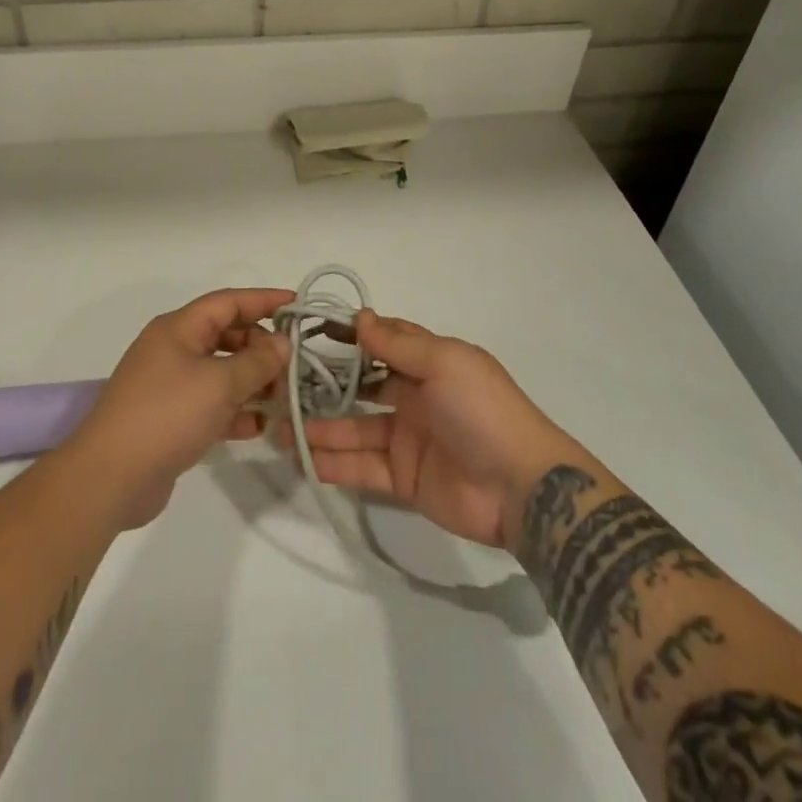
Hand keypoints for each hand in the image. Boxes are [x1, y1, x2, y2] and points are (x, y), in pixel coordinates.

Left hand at [64, 288, 292, 529]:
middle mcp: (174, 349)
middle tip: (293, 366)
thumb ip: (257, 362)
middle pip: (227, 336)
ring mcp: (171, 385)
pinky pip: (212, 404)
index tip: (297, 306)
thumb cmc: (167, 415)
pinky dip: (235, 411)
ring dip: (252, 382)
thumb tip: (282, 343)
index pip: (228, 301)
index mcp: (179, 328)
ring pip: (221, 372)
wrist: (109, 478)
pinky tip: (259, 427)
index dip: (264, 300)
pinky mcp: (171, 419)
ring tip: (284, 398)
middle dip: (261, 348)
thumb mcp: (219, 383)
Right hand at [275, 311, 587, 548]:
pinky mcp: (403, 479)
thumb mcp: (445, 363)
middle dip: (326, 388)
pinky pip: (362, 468)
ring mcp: (407, 440)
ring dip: (321, 428)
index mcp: (429, 364)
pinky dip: (334, 464)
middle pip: (361, 388)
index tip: (311, 334)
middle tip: (282, 387)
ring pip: (355, 430)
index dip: (351, 337)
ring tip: (280, 426)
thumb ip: (399, 344)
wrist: (521, 486)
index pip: (384, 343)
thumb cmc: (481, 410)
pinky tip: (303, 458)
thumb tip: (362, 316)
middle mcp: (415, 397)